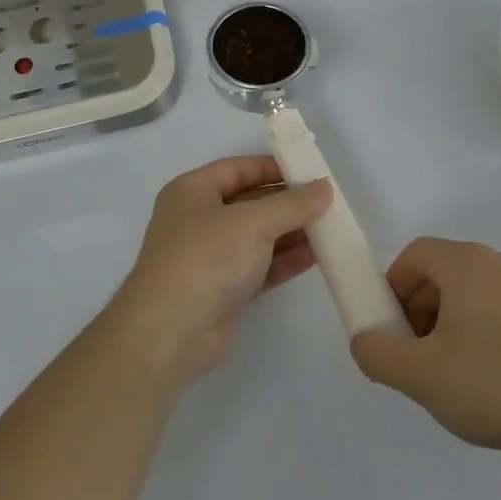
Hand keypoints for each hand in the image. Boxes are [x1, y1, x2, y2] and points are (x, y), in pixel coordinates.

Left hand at [105, 157, 331, 382]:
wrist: (170, 332)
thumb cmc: (206, 259)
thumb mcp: (254, 222)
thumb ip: (293, 204)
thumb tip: (324, 187)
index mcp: (192, 191)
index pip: (238, 169)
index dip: (273, 167)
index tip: (310, 172)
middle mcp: (198, 219)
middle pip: (250, 202)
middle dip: (288, 202)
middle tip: (327, 203)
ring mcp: (210, 256)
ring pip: (257, 236)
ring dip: (291, 232)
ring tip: (330, 228)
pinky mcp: (223, 288)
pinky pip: (260, 265)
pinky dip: (285, 260)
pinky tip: (316, 256)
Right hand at [350, 238, 500, 457]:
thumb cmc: (494, 386)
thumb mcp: (420, 376)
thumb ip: (376, 353)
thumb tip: (365, 340)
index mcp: (466, 263)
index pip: (414, 255)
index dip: (392, 288)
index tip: (391, 331)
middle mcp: (499, 262)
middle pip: (442, 272)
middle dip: (419, 310)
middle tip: (417, 357)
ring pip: (471, 292)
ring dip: (448, 323)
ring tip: (453, 374)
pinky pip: (500, 308)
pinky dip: (481, 331)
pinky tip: (490, 378)